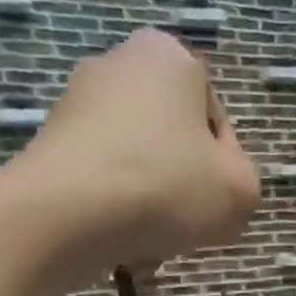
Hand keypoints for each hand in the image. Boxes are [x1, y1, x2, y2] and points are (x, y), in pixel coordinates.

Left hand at [6, 29, 259, 277]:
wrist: (68, 213)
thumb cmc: (167, 187)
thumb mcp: (241, 191)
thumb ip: (245, 181)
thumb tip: (218, 185)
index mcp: (170, 55)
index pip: (217, 120)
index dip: (225, 167)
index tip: (218, 200)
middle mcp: (119, 61)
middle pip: (174, 139)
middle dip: (183, 182)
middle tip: (187, 223)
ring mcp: (76, 99)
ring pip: (138, 162)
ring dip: (151, 200)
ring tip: (151, 240)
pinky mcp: (49, 139)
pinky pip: (102, 176)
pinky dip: (115, 206)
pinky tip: (119, 239)